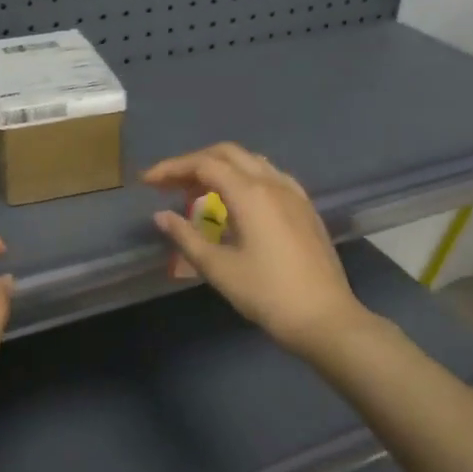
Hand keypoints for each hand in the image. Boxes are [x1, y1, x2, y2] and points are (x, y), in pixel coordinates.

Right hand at [144, 143, 368, 359]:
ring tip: (197, 192)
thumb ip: (186, 237)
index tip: (147, 182)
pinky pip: (269, 176)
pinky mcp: (305, 208)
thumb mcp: (218, 268)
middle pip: (227, 154)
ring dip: (220, 168)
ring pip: (251, 162)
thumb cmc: (267, 294)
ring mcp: (293, 193)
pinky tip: (236, 201)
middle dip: (194, 163)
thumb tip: (161, 216)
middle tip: (168, 184)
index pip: (204, 165)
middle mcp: (273, 183)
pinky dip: (244, 178)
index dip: (172, 169)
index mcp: (250, 193)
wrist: (325, 317)